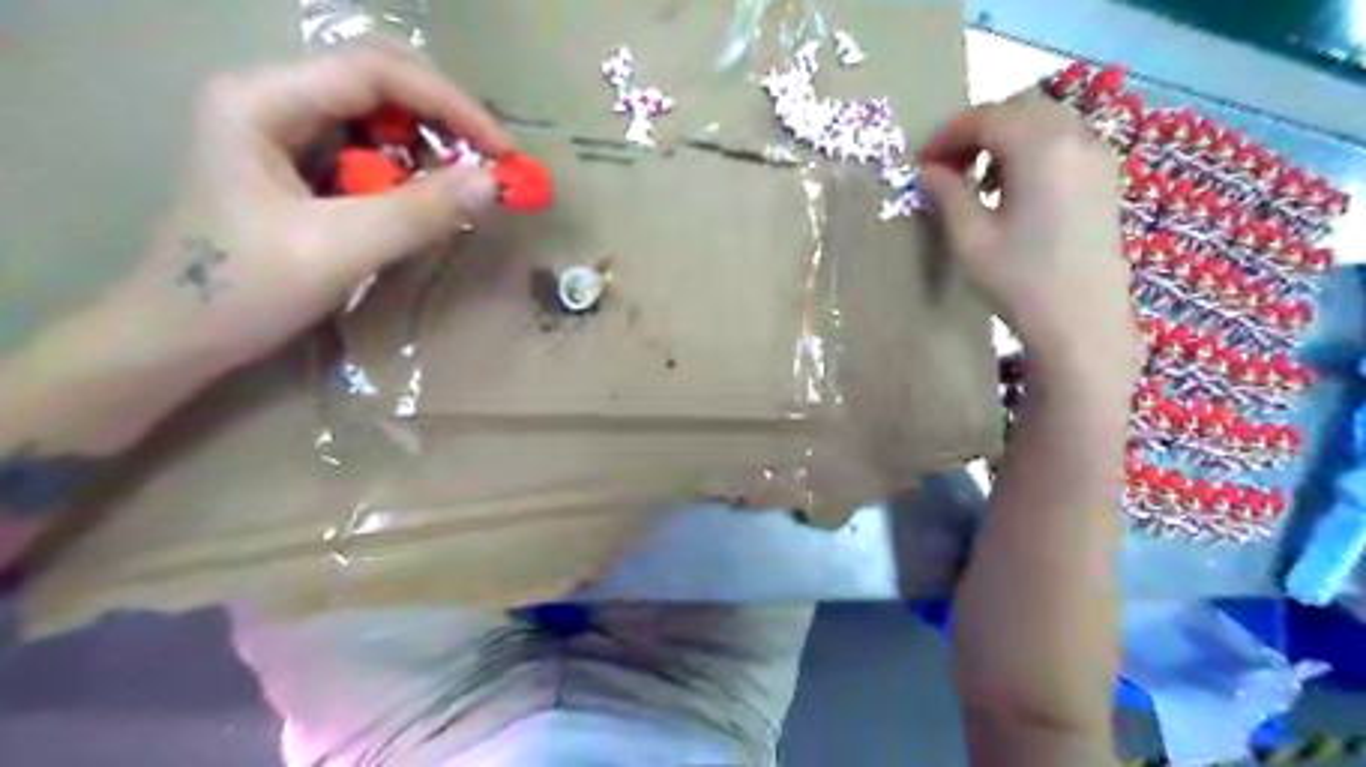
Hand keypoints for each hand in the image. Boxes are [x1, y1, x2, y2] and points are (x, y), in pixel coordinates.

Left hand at [101, 41, 513, 377]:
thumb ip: (420, 213)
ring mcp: (281, 126)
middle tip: (491, 166)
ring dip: (429, 145)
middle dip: (444, 119)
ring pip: (378, 113)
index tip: (503, 153)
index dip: (450, 105)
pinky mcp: (296, 160)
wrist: (182, 336)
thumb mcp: (340, 250)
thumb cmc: (245, 291)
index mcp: (261, 99)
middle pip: (378, 80)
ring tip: (463, 187)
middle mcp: (271, 96)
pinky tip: (424, 198)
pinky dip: (409, 169)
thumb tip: (495, 184)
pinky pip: (369, 148)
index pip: (374, 72)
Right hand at [917, 96, 1144, 392]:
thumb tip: (927, 169)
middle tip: (947, 165)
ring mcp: (1097, 154)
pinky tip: (1014, 188)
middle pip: (1018, 107)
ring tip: (978, 178)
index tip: (920, 162)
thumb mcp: (970, 238)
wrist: (1081, 322)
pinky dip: (1032, 147)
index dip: (946, 134)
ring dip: (1005, 136)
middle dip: (977, 128)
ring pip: (1044, 119)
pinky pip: (1064, 139)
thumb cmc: (1020, 281)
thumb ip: (947, 194)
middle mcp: (1074, 137)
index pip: (985, 117)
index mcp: (1039, 148)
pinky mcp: (1105, 176)